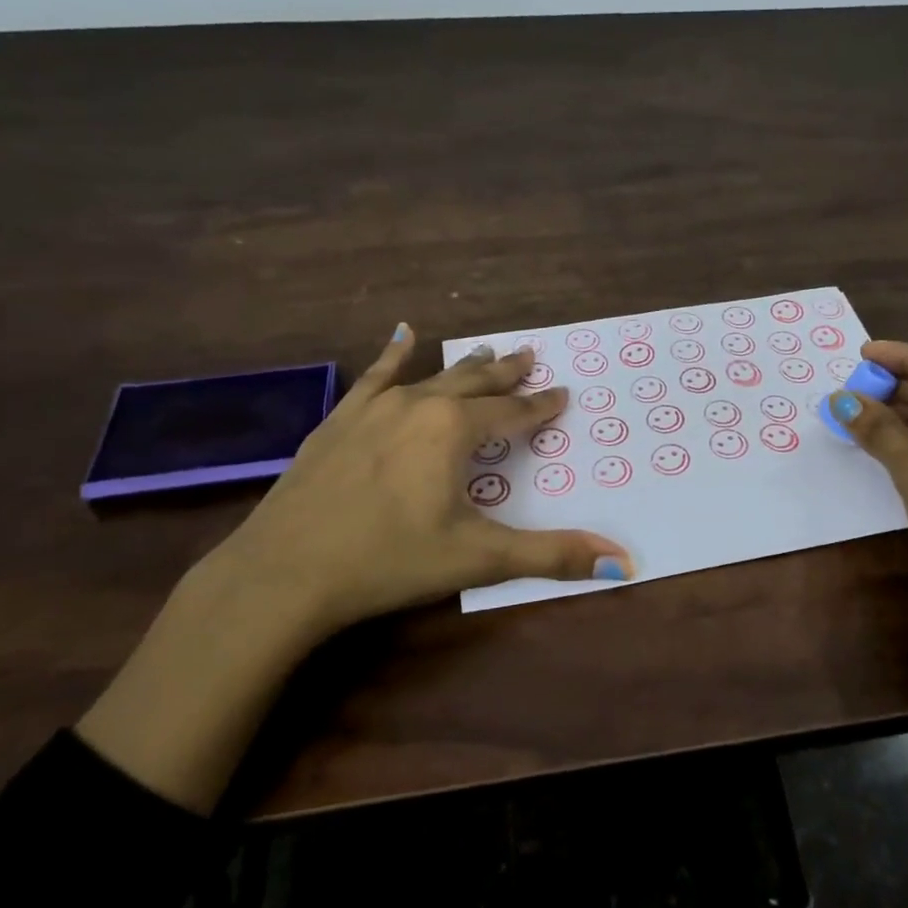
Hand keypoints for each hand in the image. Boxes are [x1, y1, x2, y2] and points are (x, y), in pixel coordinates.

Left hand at [184, 325, 632, 654]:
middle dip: (507, 373)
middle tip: (531, 356)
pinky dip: (393, 355)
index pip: (513, 413)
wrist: (283, 572)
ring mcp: (374, 408)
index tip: (563, 394)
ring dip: (464, 366)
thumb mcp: (478, 558)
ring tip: (487, 351)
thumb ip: (552, 555)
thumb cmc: (389, 561)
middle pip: (476, 383)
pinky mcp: (338, 420)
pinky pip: (374, 376)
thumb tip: (624, 564)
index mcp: (455, 430)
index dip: (542, 406)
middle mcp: (419, 405)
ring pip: (432, 376)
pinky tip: (402, 335)